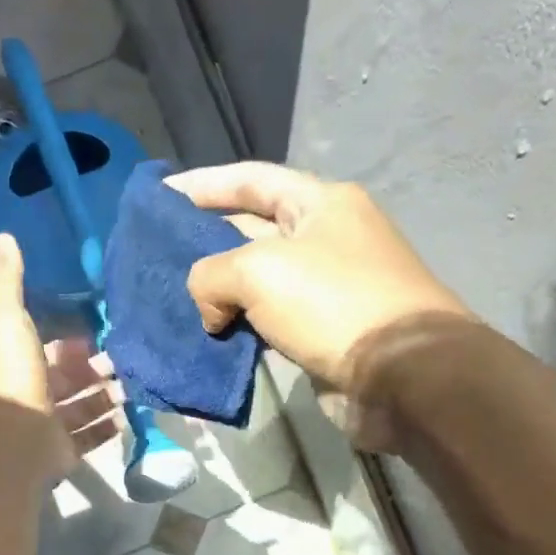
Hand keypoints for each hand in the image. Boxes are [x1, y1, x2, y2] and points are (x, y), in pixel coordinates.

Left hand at [0, 233, 123, 477]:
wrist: (18, 438)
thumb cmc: (16, 375)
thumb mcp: (9, 318)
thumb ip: (9, 281)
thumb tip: (4, 236)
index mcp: (22, 360)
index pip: (51, 345)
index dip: (73, 336)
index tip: (103, 324)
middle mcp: (35, 391)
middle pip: (71, 377)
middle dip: (96, 367)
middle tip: (128, 356)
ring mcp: (50, 424)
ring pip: (84, 406)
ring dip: (107, 396)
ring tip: (135, 383)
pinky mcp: (66, 450)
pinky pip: (92, 436)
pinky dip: (109, 427)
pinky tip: (129, 415)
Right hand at [168, 163, 471, 447]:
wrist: (401, 375)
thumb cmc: (332, 302)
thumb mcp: (258, 270)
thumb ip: (211, 275)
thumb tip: (211, 312)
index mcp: (319, 203)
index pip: (250, 179)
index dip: (202, 184)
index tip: (159, 195)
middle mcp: (324, 238)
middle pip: (251, 228)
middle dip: (203, 239)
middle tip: (154, 253)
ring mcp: (324, 287)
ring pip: (256, 280)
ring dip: (217, 289)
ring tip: (169, 296)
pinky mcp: (320, 332)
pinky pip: (266, 319)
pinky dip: (236, 324)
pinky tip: (204, 333)